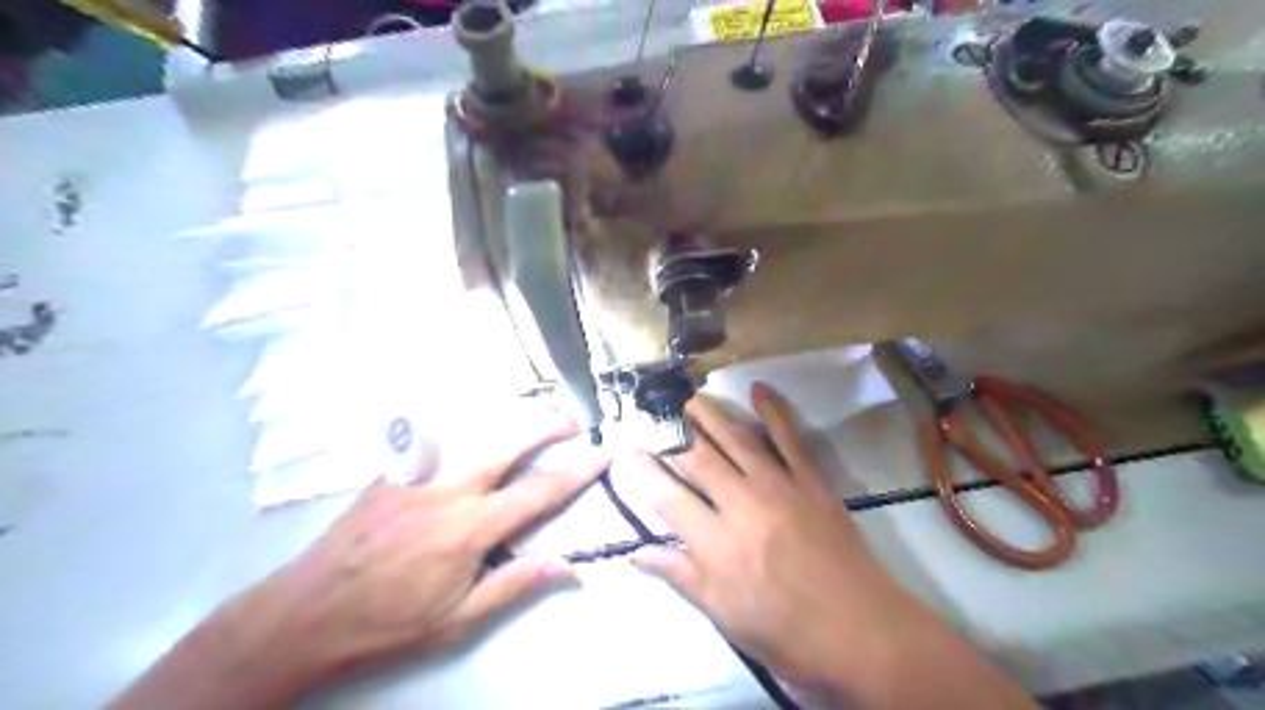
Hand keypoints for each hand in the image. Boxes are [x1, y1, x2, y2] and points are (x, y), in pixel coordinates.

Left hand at [106, 406, 602, 709]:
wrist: (306, 611)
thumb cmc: (389, 622)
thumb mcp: (458, 620)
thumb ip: (516, 583)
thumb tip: (569, 565)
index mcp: (469, 529)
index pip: (538, 490)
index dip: (577, 470)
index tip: (603, 454)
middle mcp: (448, 488)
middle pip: (510, 438)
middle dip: (549, 422)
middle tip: (574, 420)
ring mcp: (419, 471)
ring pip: (475, 424)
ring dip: (515, 412)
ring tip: (540, 409)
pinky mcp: (396, 467)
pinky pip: (441, 430)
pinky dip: (472, 414)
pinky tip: (485, 413)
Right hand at [623, 385, 1037, 707]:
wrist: (861, 630)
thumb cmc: (786, 632)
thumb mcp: (724, 614)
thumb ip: (680, 575)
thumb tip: (635, 552)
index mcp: (716, 544)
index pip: (666, 497)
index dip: (642, 472)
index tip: (624, 451)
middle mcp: (742, 505)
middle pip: (698, 460)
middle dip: (672, 436)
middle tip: (654, 415)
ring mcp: (779, 487)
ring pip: (737, 440)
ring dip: (711, 415)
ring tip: (690, 398)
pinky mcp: (811, 481)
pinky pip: (789, 438)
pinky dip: (773, 411)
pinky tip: (759, 390)